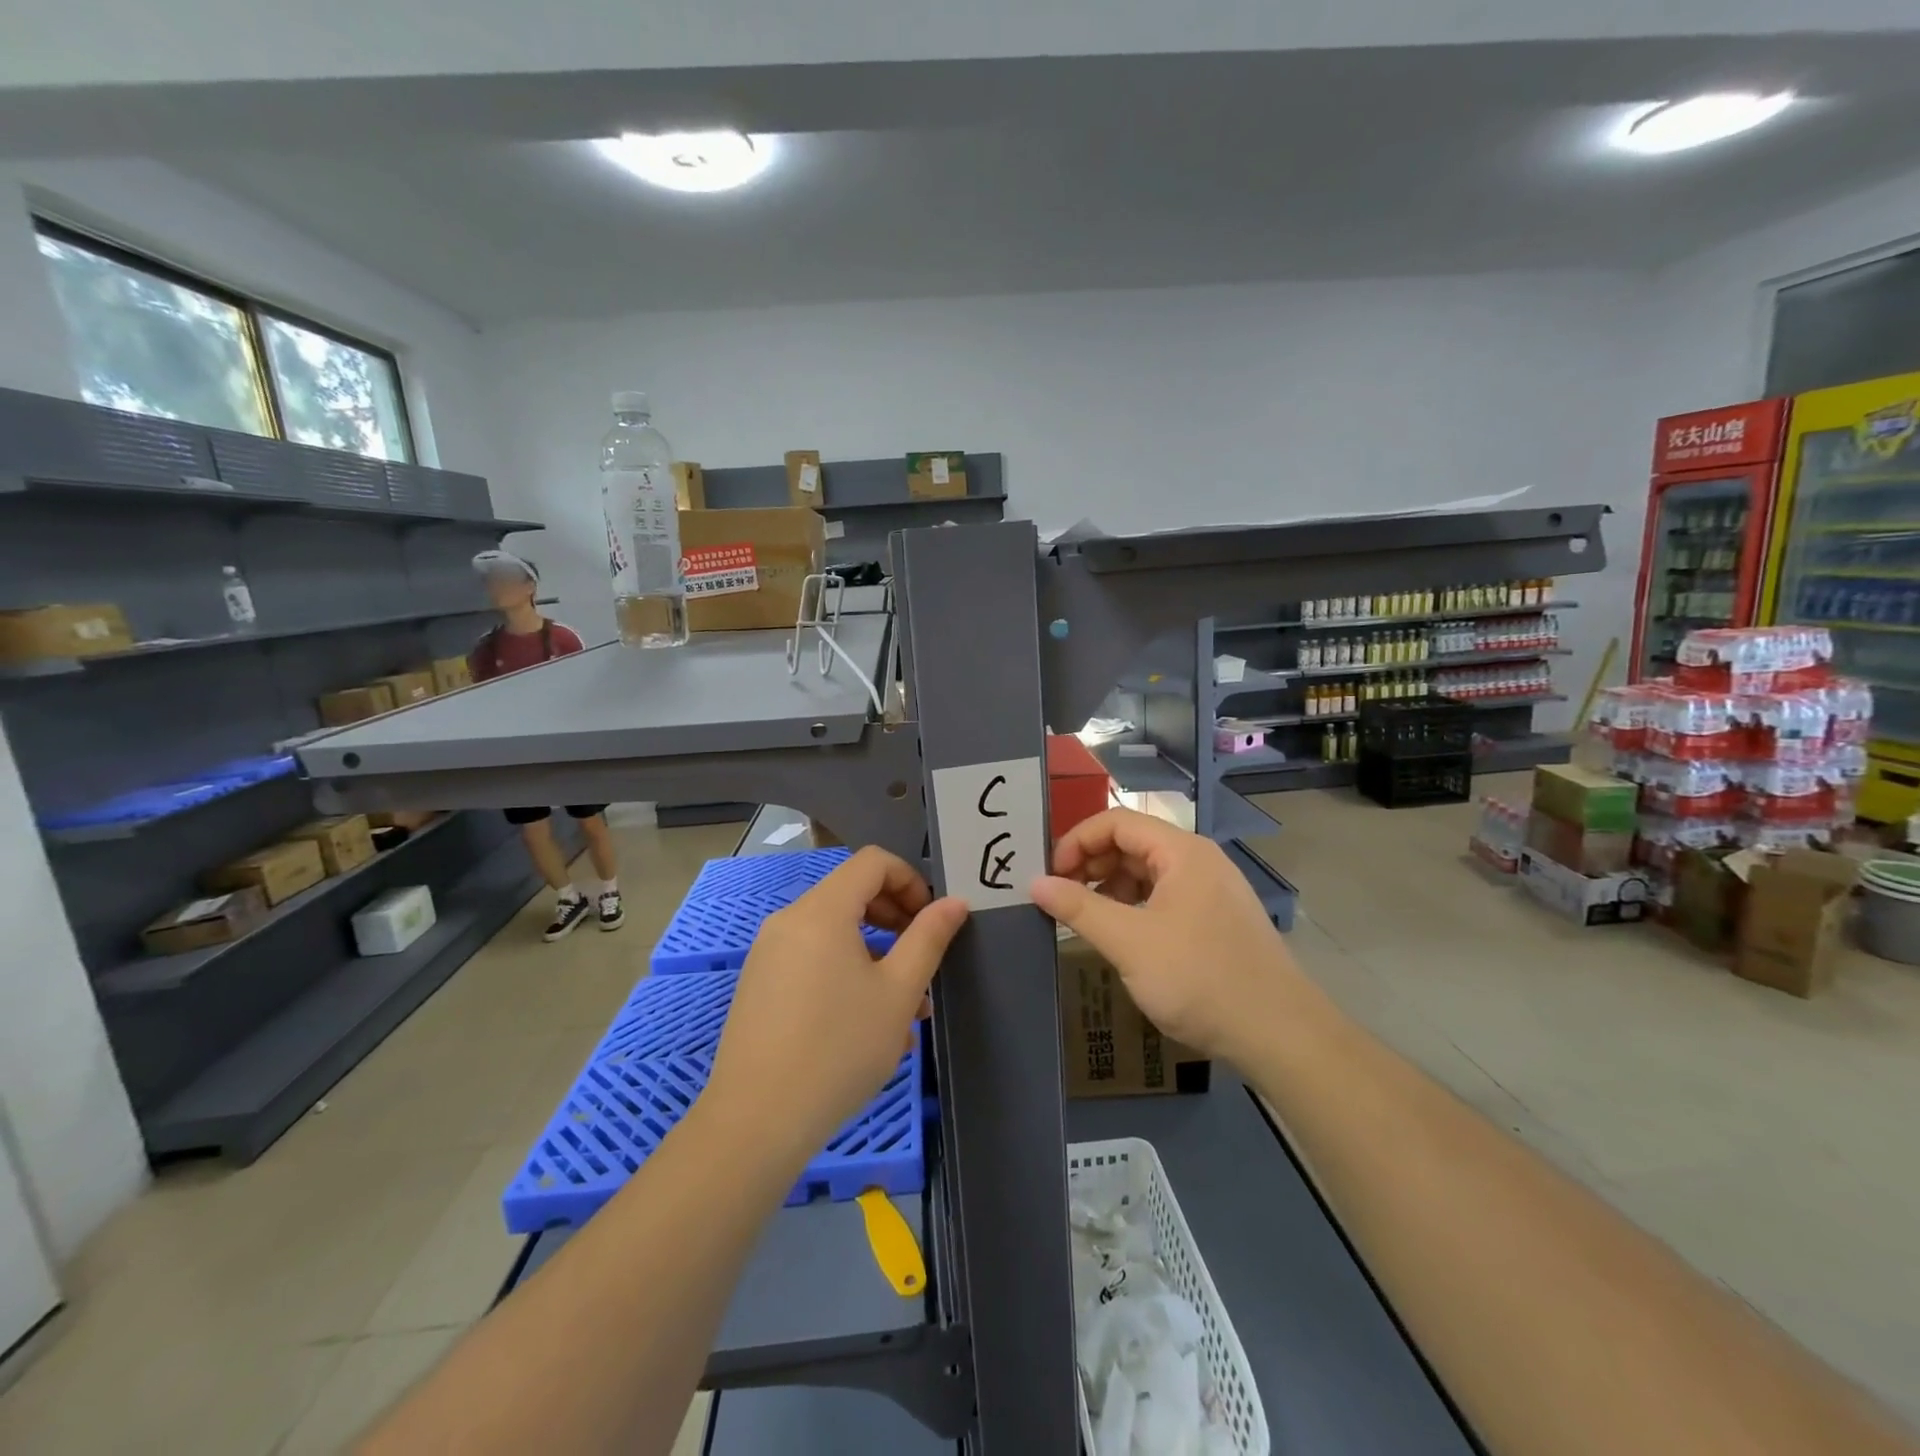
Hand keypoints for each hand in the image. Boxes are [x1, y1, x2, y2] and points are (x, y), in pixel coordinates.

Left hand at [704, 847, 968, 1167]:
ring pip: (834, 933)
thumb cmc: (839, 1049)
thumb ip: (928, 939)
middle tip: (921, 961)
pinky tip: (866, 1025)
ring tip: (904, 1007)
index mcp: (822, 910)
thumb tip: (954, 903)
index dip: (911, 880)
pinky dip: (845, 972)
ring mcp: (769, 953)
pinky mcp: (760, 985)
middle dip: (895, 918)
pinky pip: (812, 959)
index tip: (931, 922)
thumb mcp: (898, 993)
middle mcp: (789, 920)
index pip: (873, 862)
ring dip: (875, 953)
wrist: (756, 1122)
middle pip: (851, 893)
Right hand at [1031, 808, 1300, 1065]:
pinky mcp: (1215, 919)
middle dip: (1091, 864)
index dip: (1077, 841)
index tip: (1050, 874)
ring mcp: (1210, 890)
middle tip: (1060, 896)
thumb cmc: (1199, 978)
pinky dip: (1134, 907)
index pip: (1117, 821)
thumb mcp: (1129, 942)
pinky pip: (1164, 897)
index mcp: (1182, 851)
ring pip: (1147, 872)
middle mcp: (1198, 860)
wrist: (1279, 1034)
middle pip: (1132, 843)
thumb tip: (1035, 883)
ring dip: (1110, 887)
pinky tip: (1121, 935)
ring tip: (1085, 918)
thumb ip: (1079, 908)